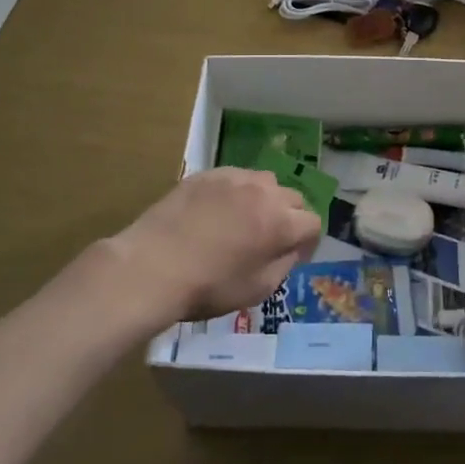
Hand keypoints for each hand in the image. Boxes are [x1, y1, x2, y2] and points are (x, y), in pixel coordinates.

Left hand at [107, 168, 322, 323]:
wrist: (151, 267)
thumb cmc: (207, 286)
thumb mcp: (257, 289)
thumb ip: (284, 265)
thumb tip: (292, 249)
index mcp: (281, 222)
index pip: (313, 223)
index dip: (308, 242)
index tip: (294, 256)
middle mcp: (264, 191)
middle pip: (293, 198)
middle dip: (289, 217)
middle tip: (270, 238)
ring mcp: (234, 177)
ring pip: (265, 182)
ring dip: (265, 199)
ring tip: (245, 219)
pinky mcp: (208, 174)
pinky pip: (235, 178)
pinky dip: (236, 192)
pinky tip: (217, 211)